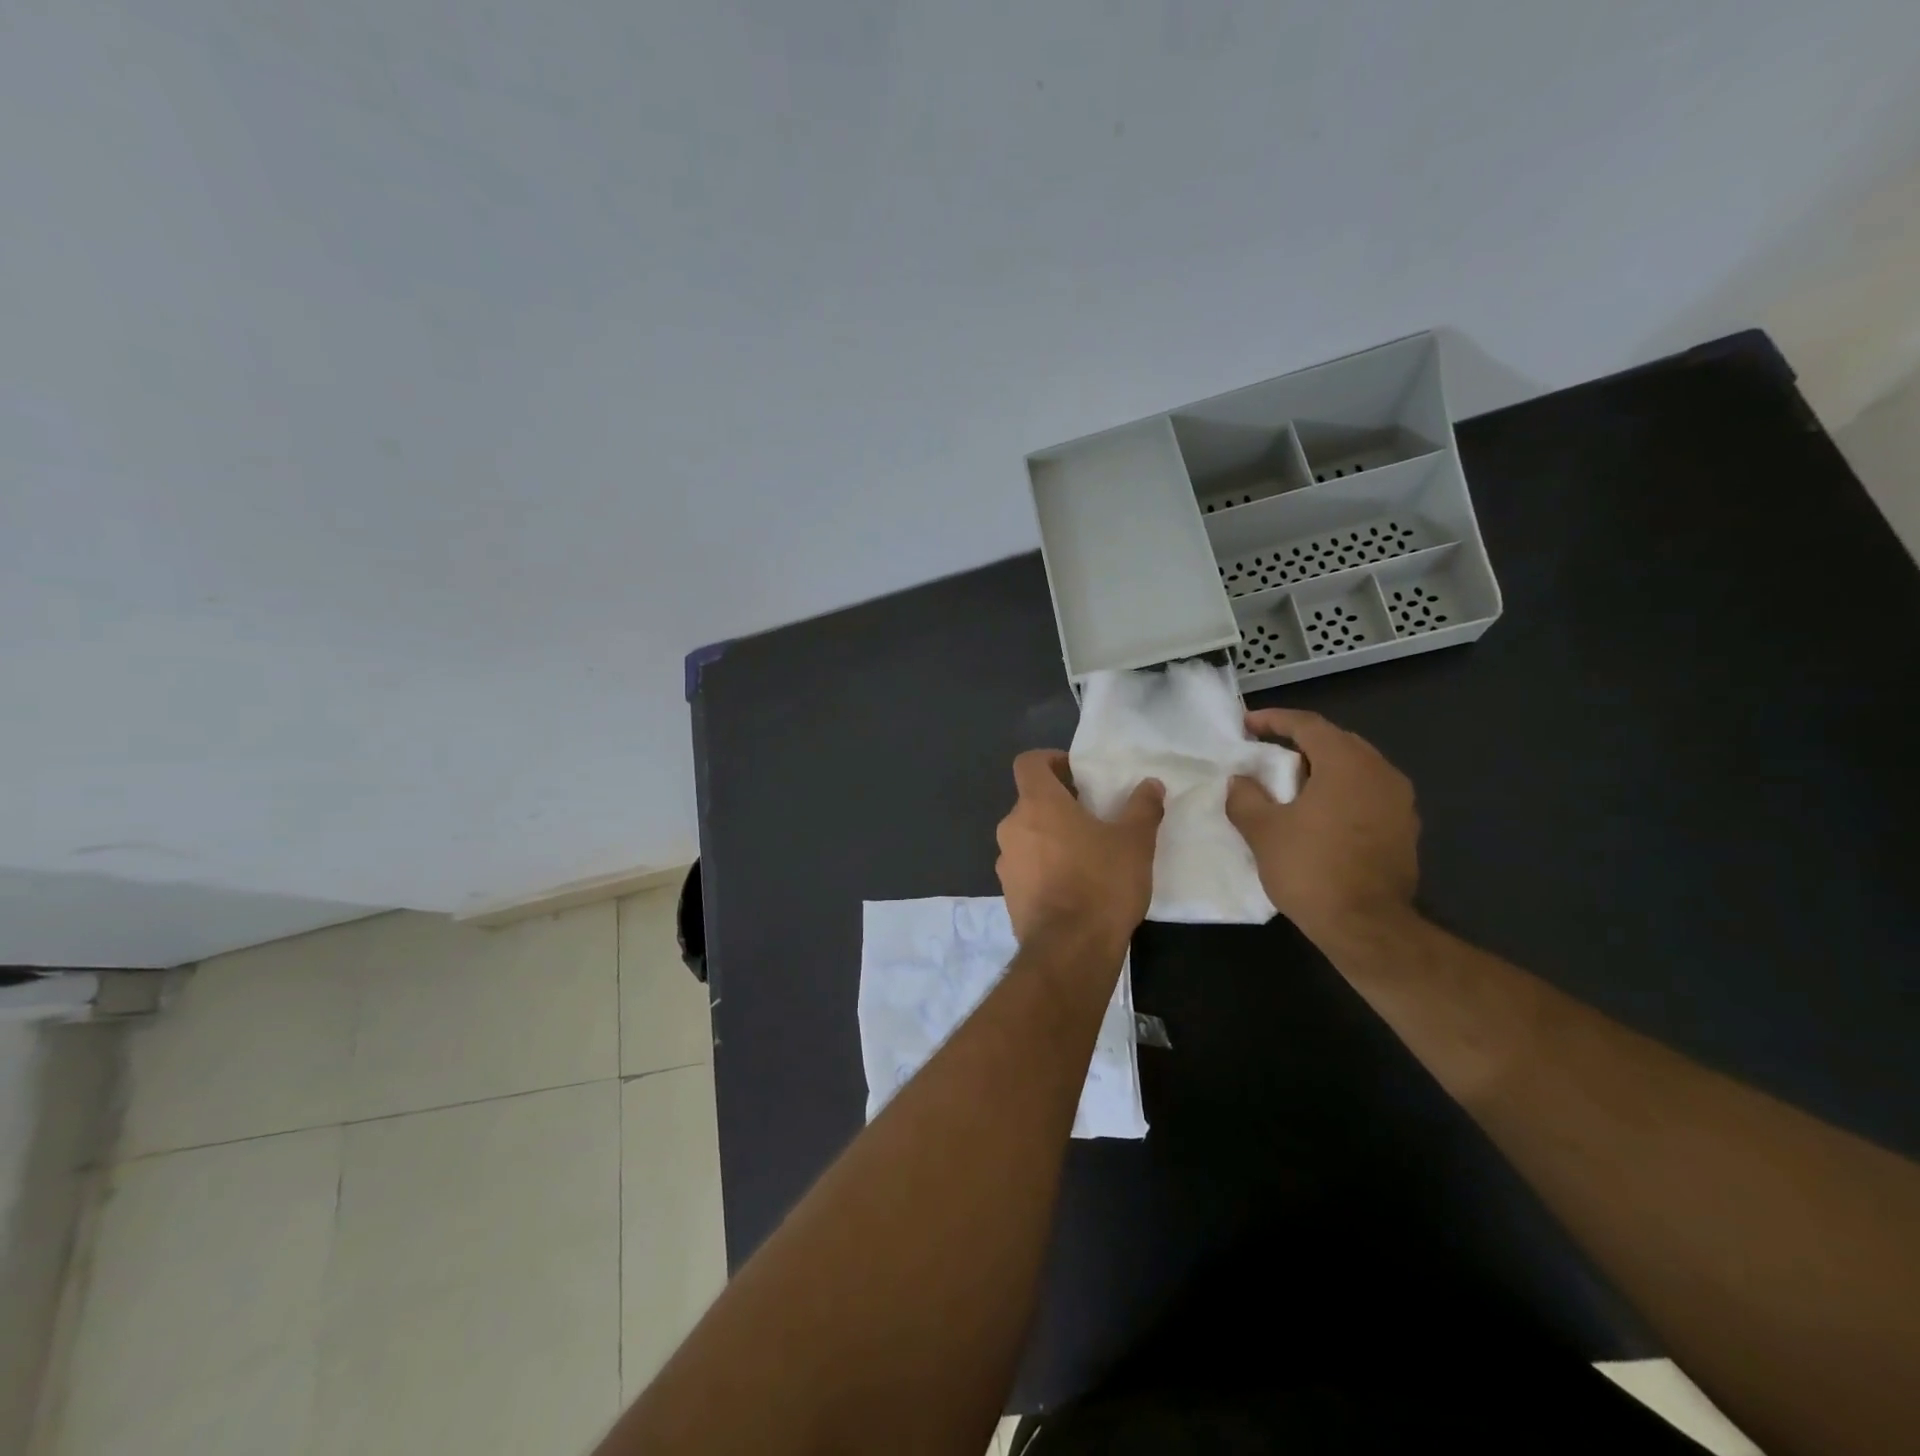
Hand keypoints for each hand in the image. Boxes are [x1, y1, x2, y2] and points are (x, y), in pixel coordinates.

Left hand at [995, 750, 1164, 951]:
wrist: (1069, 951)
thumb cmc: (1101, 883)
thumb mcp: (1134, 842)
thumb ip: (1142, 808)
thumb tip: (1151, 785)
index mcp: (1037, 804)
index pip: (1028, 763)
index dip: (1050, 760)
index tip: (1076, 773)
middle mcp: (1012, 827)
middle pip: (1030, 801)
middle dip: (1058, 804)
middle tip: (1092, 816)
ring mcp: (1006, 863)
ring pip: (1027, 836)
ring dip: (1051, 837)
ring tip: (1086, 853)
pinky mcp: (1008, 894)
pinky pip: (1026, 867)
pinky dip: (1044, 867)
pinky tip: (1074, 885)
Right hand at [1225, 709, 1418, 941]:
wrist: (1367, 927)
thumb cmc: (1311, 869)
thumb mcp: (1263, 831)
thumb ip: (1245, 797)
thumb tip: (1241, 781)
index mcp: (1347, 763)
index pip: (1308, 725)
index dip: (1274, 720)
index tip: (1247, 724)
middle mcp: (1381, 772)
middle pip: (1337, 742)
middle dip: (1300, 743)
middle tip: (1268, 754)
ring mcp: (1400, 802)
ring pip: (1356, 769)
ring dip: (1322, 770)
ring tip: (1291, 785)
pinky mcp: (1405, 830)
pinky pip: (1368, 795)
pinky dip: (1341, 793)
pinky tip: (1319, 814)